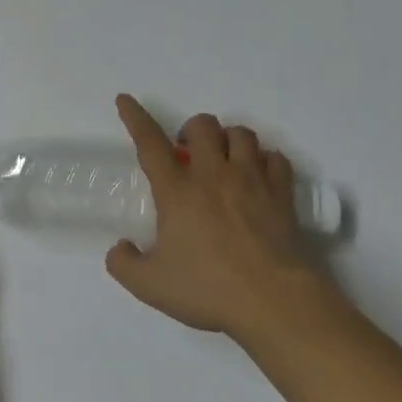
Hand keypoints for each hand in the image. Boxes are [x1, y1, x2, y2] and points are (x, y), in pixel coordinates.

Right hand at [105, 95, 336, 340]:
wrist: (273, 302)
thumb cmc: (208, 290)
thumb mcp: (150, 286)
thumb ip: (124, 264)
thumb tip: (120, 248)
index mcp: (177, 191)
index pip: (150, 143)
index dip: (135, 118)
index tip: (125, 99)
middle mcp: (214, 175)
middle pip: (203, 125)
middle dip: (192, 130)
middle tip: (188, 151)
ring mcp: (252, 180)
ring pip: (241, 134)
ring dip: (228, 139)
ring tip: (223, 159)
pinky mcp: (282, 194)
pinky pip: (275, 158)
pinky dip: (264, 160)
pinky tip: (259, 176)